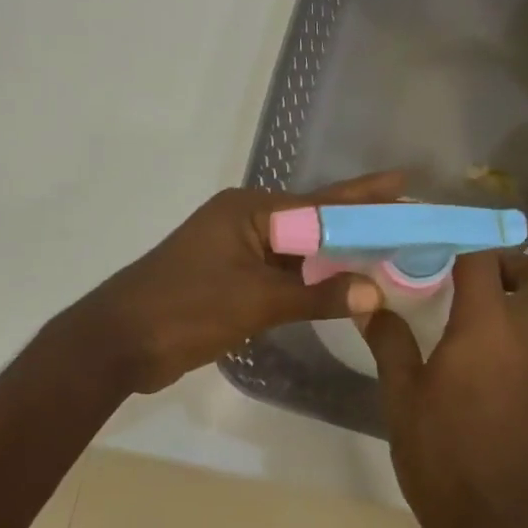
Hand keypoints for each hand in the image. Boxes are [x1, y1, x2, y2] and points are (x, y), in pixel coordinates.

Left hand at [72, 171, 405, 393]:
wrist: (120, 342)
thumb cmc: (186, 309)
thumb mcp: (256, 302)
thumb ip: (317, 297)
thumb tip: (374, 292)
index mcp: (250, 211)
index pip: (322, 203)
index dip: (366, 196)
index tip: (406, 184)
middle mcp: (247, 222)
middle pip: (315, 224)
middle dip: (359, 228)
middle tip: (407, 226)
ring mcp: (238, 253)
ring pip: (301, 253)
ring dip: (338, 260)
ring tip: (388, 259)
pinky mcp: (232, 281)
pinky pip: (284, 276)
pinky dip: (312, 284)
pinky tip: (343, 291)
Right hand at [361, 250, 527, 527]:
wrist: (495, 523)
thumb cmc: (439, 455)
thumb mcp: (402, 396)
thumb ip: (389, 341)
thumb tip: (369, 304)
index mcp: (487, 327)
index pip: (484, 259)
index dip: (464, 243)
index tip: (440, 245)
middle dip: (515, 266)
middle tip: (478, 280)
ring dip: (522, 306)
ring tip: (478, 328)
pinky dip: (526, 342)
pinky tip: (493, 372)